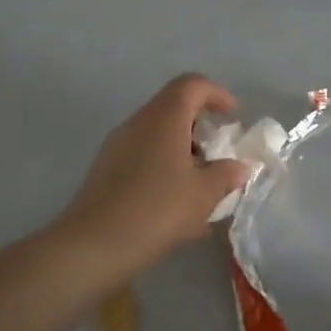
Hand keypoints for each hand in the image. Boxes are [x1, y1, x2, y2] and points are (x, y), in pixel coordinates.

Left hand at [57, 75, 251, 281]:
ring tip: (201, 187)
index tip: (233, 116)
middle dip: (201, 128)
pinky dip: (164, 170)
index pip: (191, 85)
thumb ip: (226, 174)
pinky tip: (175, 206)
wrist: (93, 245)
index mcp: (164, 118)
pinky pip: (142, 158)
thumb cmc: (157, 210)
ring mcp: (117, 146)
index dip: (216, 93)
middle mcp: (138, 124)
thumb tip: (237, 167)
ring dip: (183, 152)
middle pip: (172, 109)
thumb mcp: (204, 194)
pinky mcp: (105, 171)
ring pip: (157, 136)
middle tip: (219, 155)